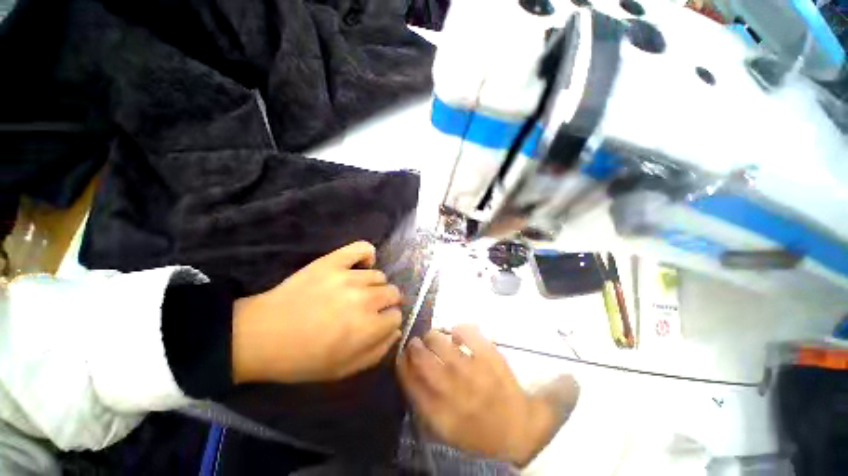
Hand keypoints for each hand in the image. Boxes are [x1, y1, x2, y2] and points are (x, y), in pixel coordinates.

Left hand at [231, 241, 402, 383]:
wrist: (261, 335)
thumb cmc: (302, 359)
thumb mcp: (343, 370)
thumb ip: (377, 352)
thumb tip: (395, 331)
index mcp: (367, 328)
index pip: (396, 316)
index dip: (388, 322)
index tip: (378, 324)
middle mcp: (364, 299)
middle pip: (393, 292)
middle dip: (386, 303)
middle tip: (370, 309)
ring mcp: (349, 276)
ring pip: (379, 276)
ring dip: (373, 286)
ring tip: (358, 292)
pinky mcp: (333, 261)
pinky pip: (362, 248)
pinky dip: (368, 255)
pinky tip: (362, 265)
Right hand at [397, 325, 579, 466]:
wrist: (518, 428)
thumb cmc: (477, 431)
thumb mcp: (444, 428)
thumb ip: (422, 401)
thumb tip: (409, 368)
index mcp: (438, 411)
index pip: (409, 379)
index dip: (402, 362)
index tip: (403, 354)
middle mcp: (452, 389)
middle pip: (421, 356)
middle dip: (415, 345)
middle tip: (417, 342)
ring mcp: (471, 369)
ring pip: (439, 340)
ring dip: (432, 335)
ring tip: (434, 337)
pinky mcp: (488, 355)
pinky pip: (466, 331)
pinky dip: (457, 328)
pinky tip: (456, 333)